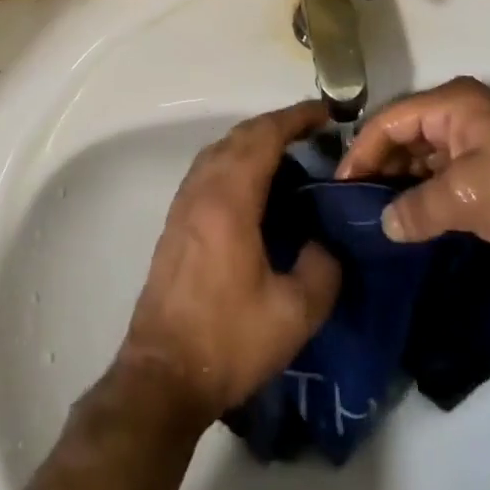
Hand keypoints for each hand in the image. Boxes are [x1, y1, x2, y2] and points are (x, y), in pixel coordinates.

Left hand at [118, 102, 342, 424]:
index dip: (297, 117)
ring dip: (255, 140)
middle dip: (279, 124)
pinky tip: (255, 184)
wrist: (162, 376)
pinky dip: (237, 158)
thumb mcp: (293, 313)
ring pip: (222, 148)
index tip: (327, 112)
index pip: (266, 135)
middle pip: (242, 134)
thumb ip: (322, 269)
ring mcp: (185, 201)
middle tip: (314, 131)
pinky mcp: (176, 219)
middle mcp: (204, 186)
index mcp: (230, 196)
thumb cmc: (228, 339)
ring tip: (289, 153)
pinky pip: (210, 167)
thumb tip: (327, 243)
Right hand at [336, 76, 489, 277]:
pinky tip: (411, 225)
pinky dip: (427, 197)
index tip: (338, 187)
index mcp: (453, 104)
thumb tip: (385, 225)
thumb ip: (418, 208)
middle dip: (380, 167)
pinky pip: (447, 179)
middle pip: (406, 136)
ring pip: (426, 159)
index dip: (362, 151)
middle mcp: (462, 116)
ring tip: (375, 220)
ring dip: (403, 185)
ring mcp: (480, 144)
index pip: (391, 119)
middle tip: (352, 207)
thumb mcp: (466, 198)